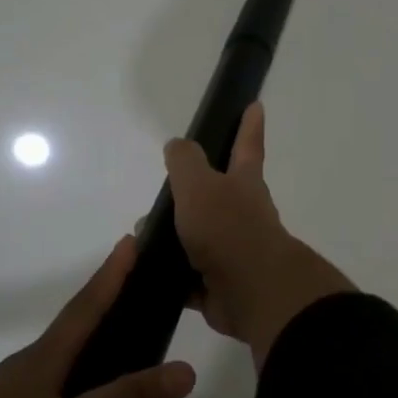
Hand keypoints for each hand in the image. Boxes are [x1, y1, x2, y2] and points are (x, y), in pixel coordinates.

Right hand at [164, 103, 352, 365]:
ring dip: (173, 238)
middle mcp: (243, 215)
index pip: (246, 146)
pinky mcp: (220, 286)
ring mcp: (233, 252)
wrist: (251, 292)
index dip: (249, 126)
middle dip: (191, 194)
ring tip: (141, 239)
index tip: (255, 105)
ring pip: (198, 239)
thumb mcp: (199, 184)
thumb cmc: (227, 228)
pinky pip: (190, 279)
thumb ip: (185, 161)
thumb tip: (177, 145)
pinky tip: (147, 273)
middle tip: (163, 194)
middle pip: (216, 197)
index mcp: (243, 184)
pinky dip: (172, 276)